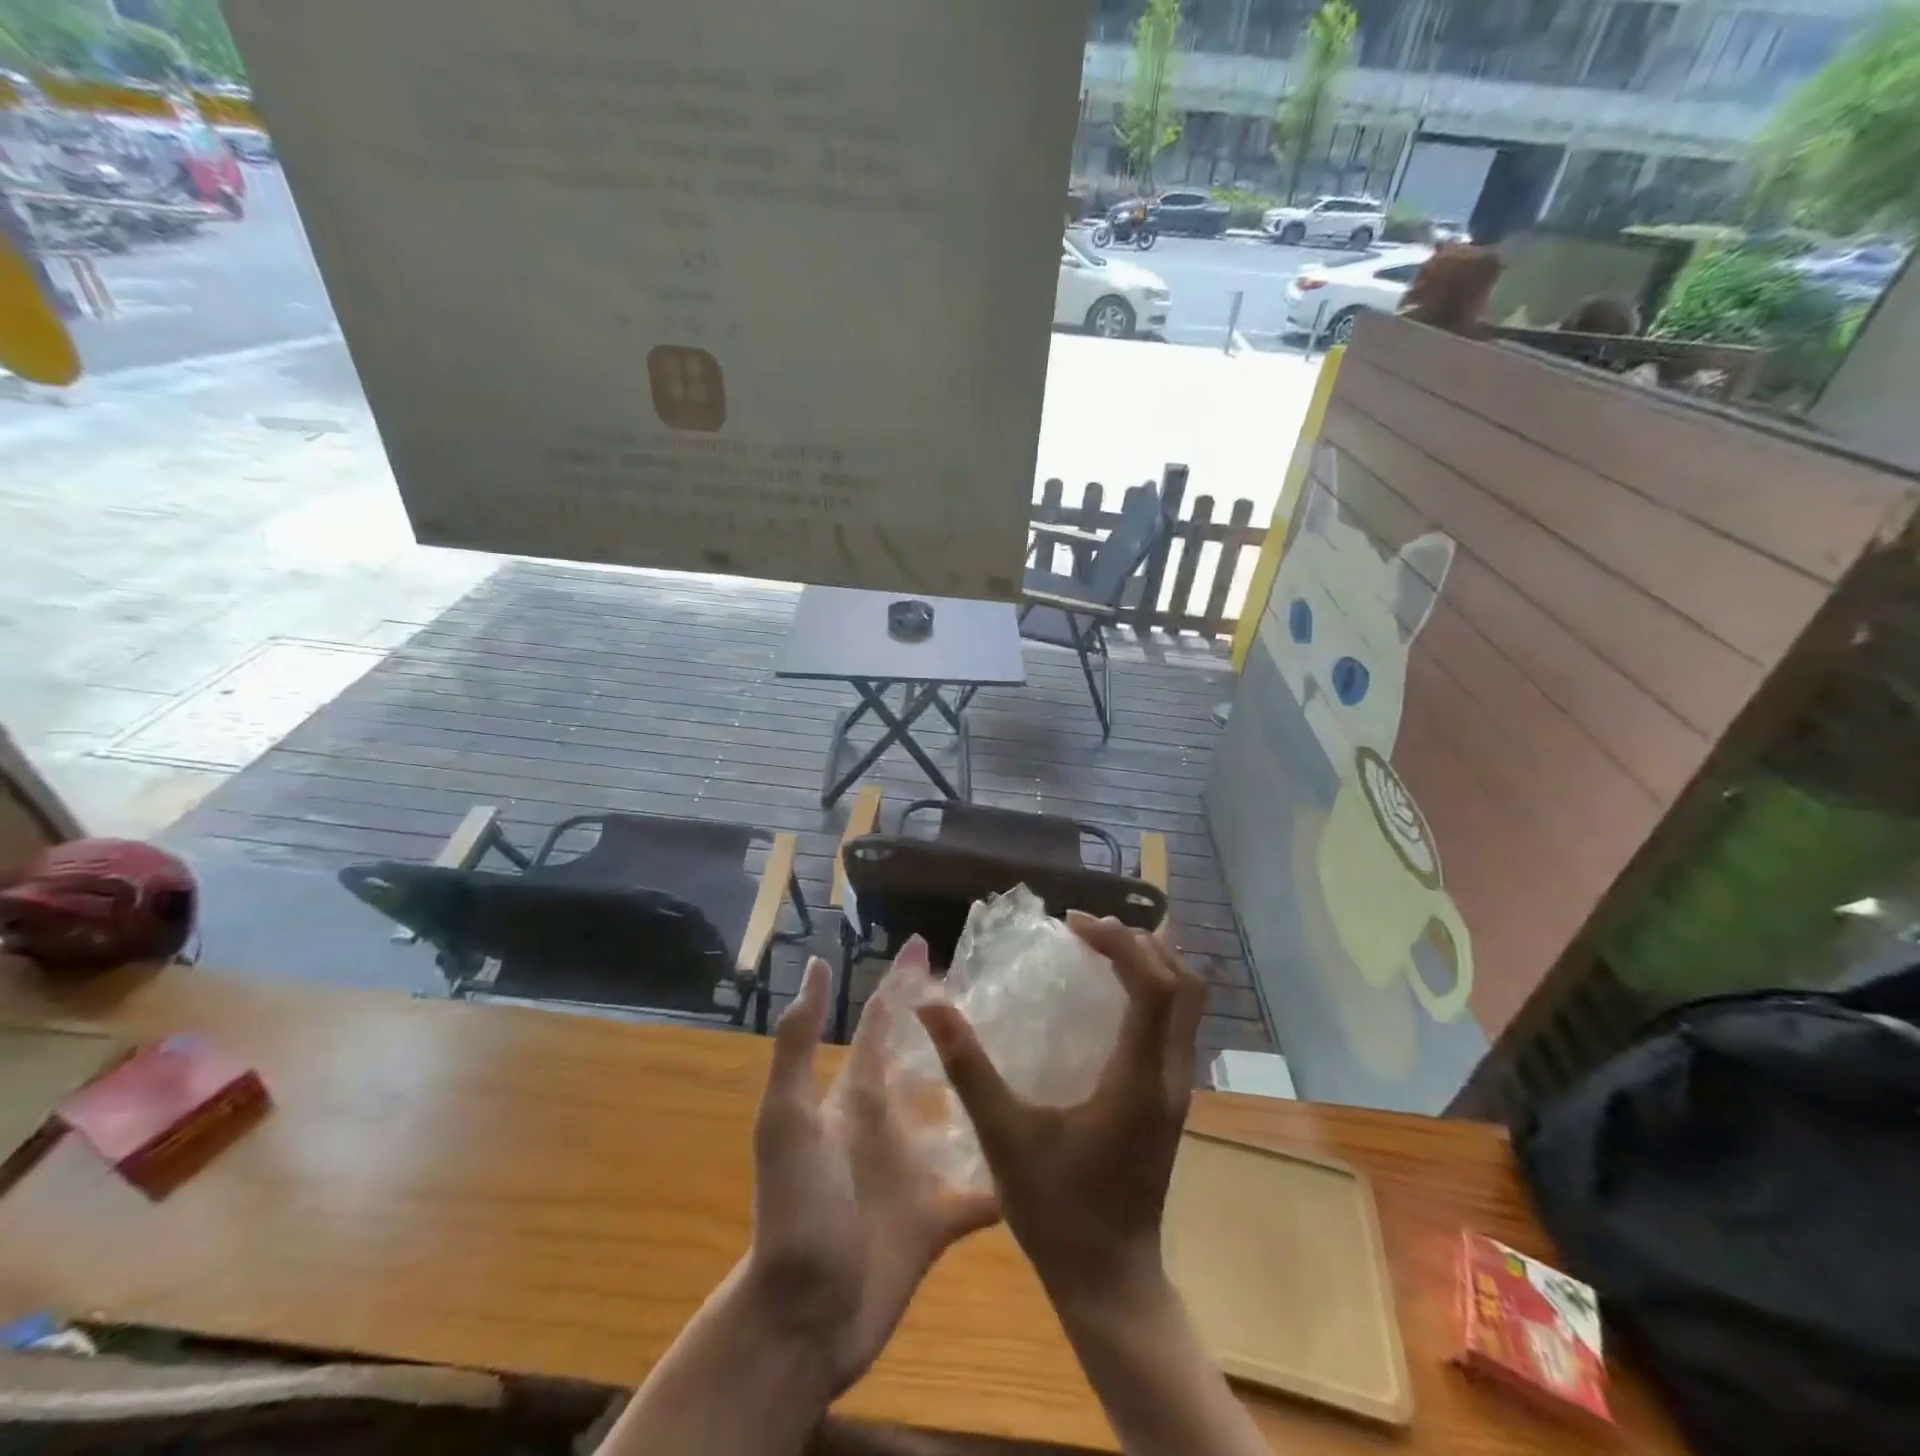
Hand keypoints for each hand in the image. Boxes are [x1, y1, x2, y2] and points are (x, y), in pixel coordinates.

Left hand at [748, 940, 999, 1393]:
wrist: (802, 1319)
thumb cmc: (796, 1210)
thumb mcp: (787, 1120)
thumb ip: (799, 1044)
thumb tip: (819, 966)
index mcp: (859, 1096)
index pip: (883, 1021)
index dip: (900, 980)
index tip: (926, 941)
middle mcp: (890, 1123)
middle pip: (927, 1060)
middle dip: (952, 1025)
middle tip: (1002, 992)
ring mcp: (914, 1171)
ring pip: (960, 1117)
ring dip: (989, 1091)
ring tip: (1038, 1061)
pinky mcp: (936, 1220)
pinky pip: (981, 1190)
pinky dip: (1007, 1176)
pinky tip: (1048, 1156)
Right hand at [914, 913, 1204, 1310]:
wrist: (1110, 1282)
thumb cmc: (1057, 1212)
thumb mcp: (1004, 1138)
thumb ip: (968, 1068)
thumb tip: (931, 1005)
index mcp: (1140, 1080)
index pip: (1154, 987)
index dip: (1120, 944)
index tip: (1073, 926)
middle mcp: (1170, 1076)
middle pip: (1184, 984)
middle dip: (1141, 944)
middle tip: (1087, 932)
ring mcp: (1177, 1089)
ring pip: (1187, 1004)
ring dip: (1151, 964)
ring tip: (1099, 950)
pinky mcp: (1170, 1100)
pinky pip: (1175, 1024)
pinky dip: (1151, 991)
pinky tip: (1107, 997)